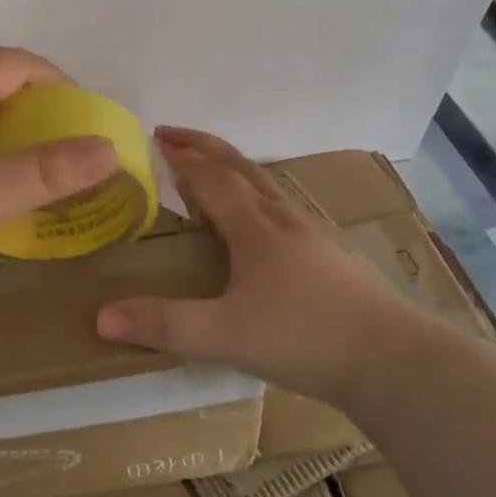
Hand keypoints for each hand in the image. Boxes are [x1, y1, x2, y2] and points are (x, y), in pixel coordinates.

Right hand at [96, 128, 423, 406]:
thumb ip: (164, 324)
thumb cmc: (305, 337)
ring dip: (231, 168)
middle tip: (171, 135)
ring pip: (265, 186)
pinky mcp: (329, 258)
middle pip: (240, 167)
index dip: (181, 158)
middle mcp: (282, 220)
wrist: (394, 361)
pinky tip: (257, 224)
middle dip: (203, 147)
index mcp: (255, 228)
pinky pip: (280, 209)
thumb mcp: (224, 336)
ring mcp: (311, 236)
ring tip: (207, 172)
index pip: (211, 179)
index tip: (154, 140)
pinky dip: (254, 196)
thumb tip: (101, 316)